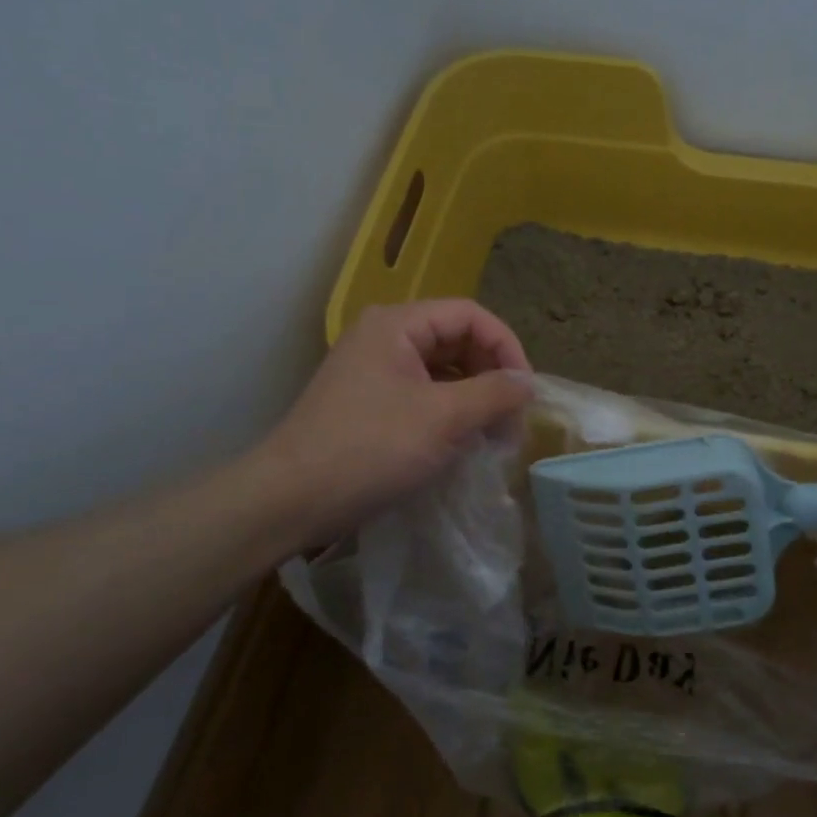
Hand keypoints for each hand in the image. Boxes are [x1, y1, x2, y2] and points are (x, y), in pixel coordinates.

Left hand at [247, 300, 533, 548]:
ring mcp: (373, 371)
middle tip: (511, 420)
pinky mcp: (369, 403)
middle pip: (457, 340)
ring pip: (442, 370)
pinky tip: (462, 444)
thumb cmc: (370, 449)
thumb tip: (528, 383)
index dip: (506, 347)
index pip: (470, 316)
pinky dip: (450, 414)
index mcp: (397, 325)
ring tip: (492, 436)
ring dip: (474, 398)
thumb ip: (494, 393)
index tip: (525, 392)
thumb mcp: (443, 418)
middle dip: (491, 376)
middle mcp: (384, 337)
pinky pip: (423, 394)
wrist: (289, 501)